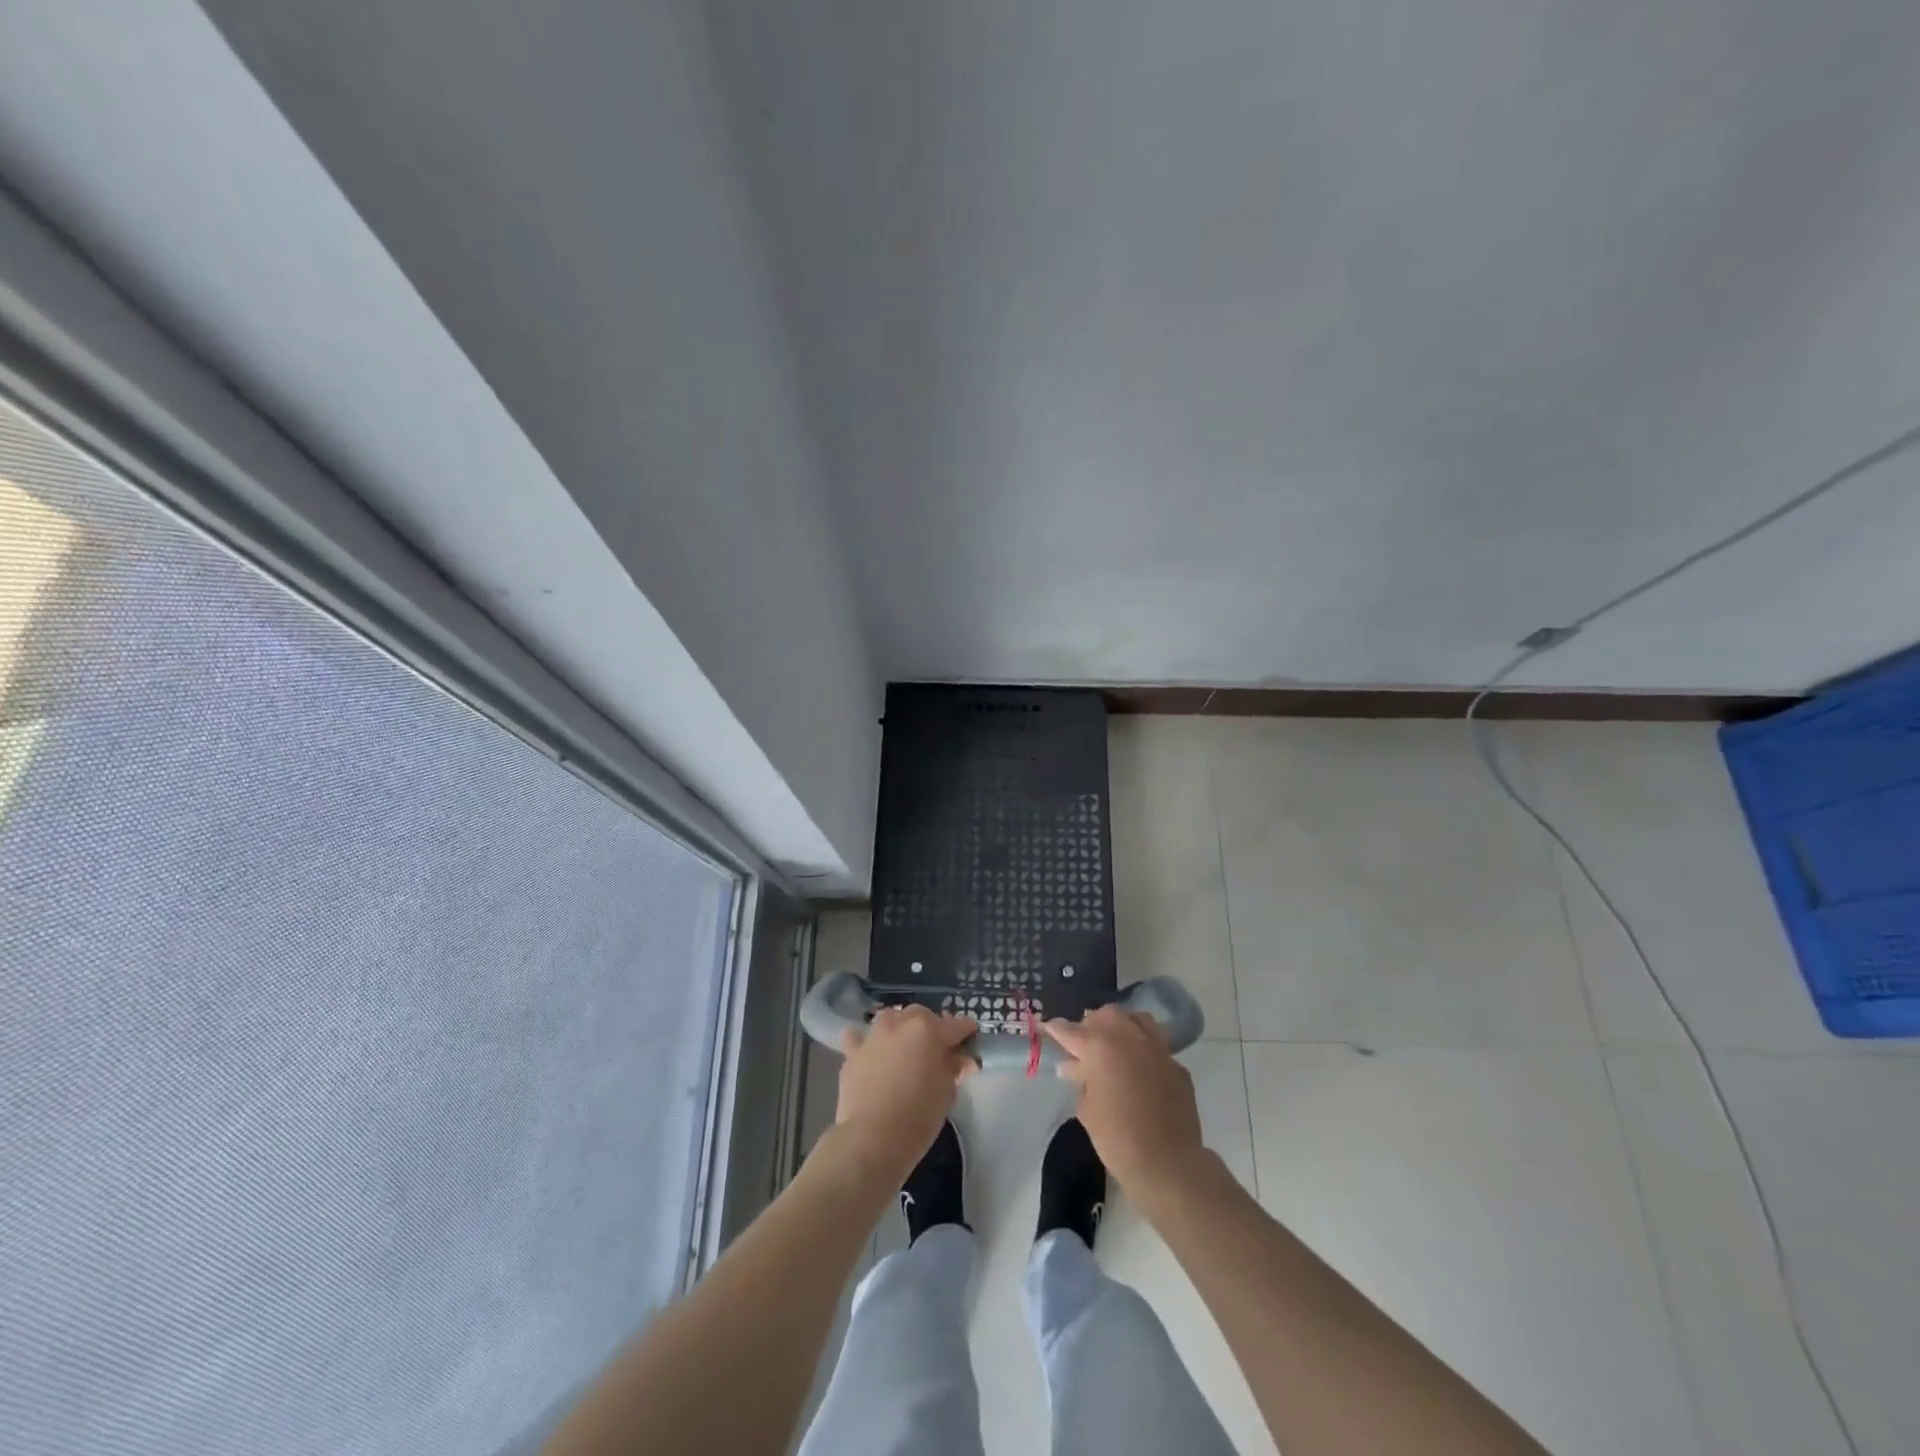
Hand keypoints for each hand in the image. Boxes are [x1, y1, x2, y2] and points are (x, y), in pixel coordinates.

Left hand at [835, 1006, 977, 1181]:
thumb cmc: (919, 1116)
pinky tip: (871, 1055)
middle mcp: (900, 1023)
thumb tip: (958, 1059)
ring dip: (900, 1029)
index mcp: (929, 1029)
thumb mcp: (947, 1092)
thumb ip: (952, 1068)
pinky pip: (859, 1038)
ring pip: (890, 1019)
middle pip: (921, 1016)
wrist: (872, 1138)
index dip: (966, 1034)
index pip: (956, 1025)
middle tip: (937, 1051)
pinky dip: (866, 1043)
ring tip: (904, 1049)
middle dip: (931, 1028)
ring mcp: (873, 1036)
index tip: (971, 1042)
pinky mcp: (852, 1053)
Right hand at [1042, 1005, 1206, 1192]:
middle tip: (1084, 1045)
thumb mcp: (1087, 1110)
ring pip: (1136, 1019)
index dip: (1055, 1029)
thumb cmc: (1117, 1138)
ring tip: (1114, 1046)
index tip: (1047, 1027)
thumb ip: (1081, 1080)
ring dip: (1122, 1027)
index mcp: (1099, 1047)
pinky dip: (1144, 1051)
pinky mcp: (1176, 1064)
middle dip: (1092, 1024)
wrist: (1168, 1163)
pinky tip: (1140, 1070)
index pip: (1070, 1030)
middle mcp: (1128, 1037)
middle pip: (1106, 1015)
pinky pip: (1156, 1046)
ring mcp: (1156, 1047)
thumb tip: (1075, 1067)